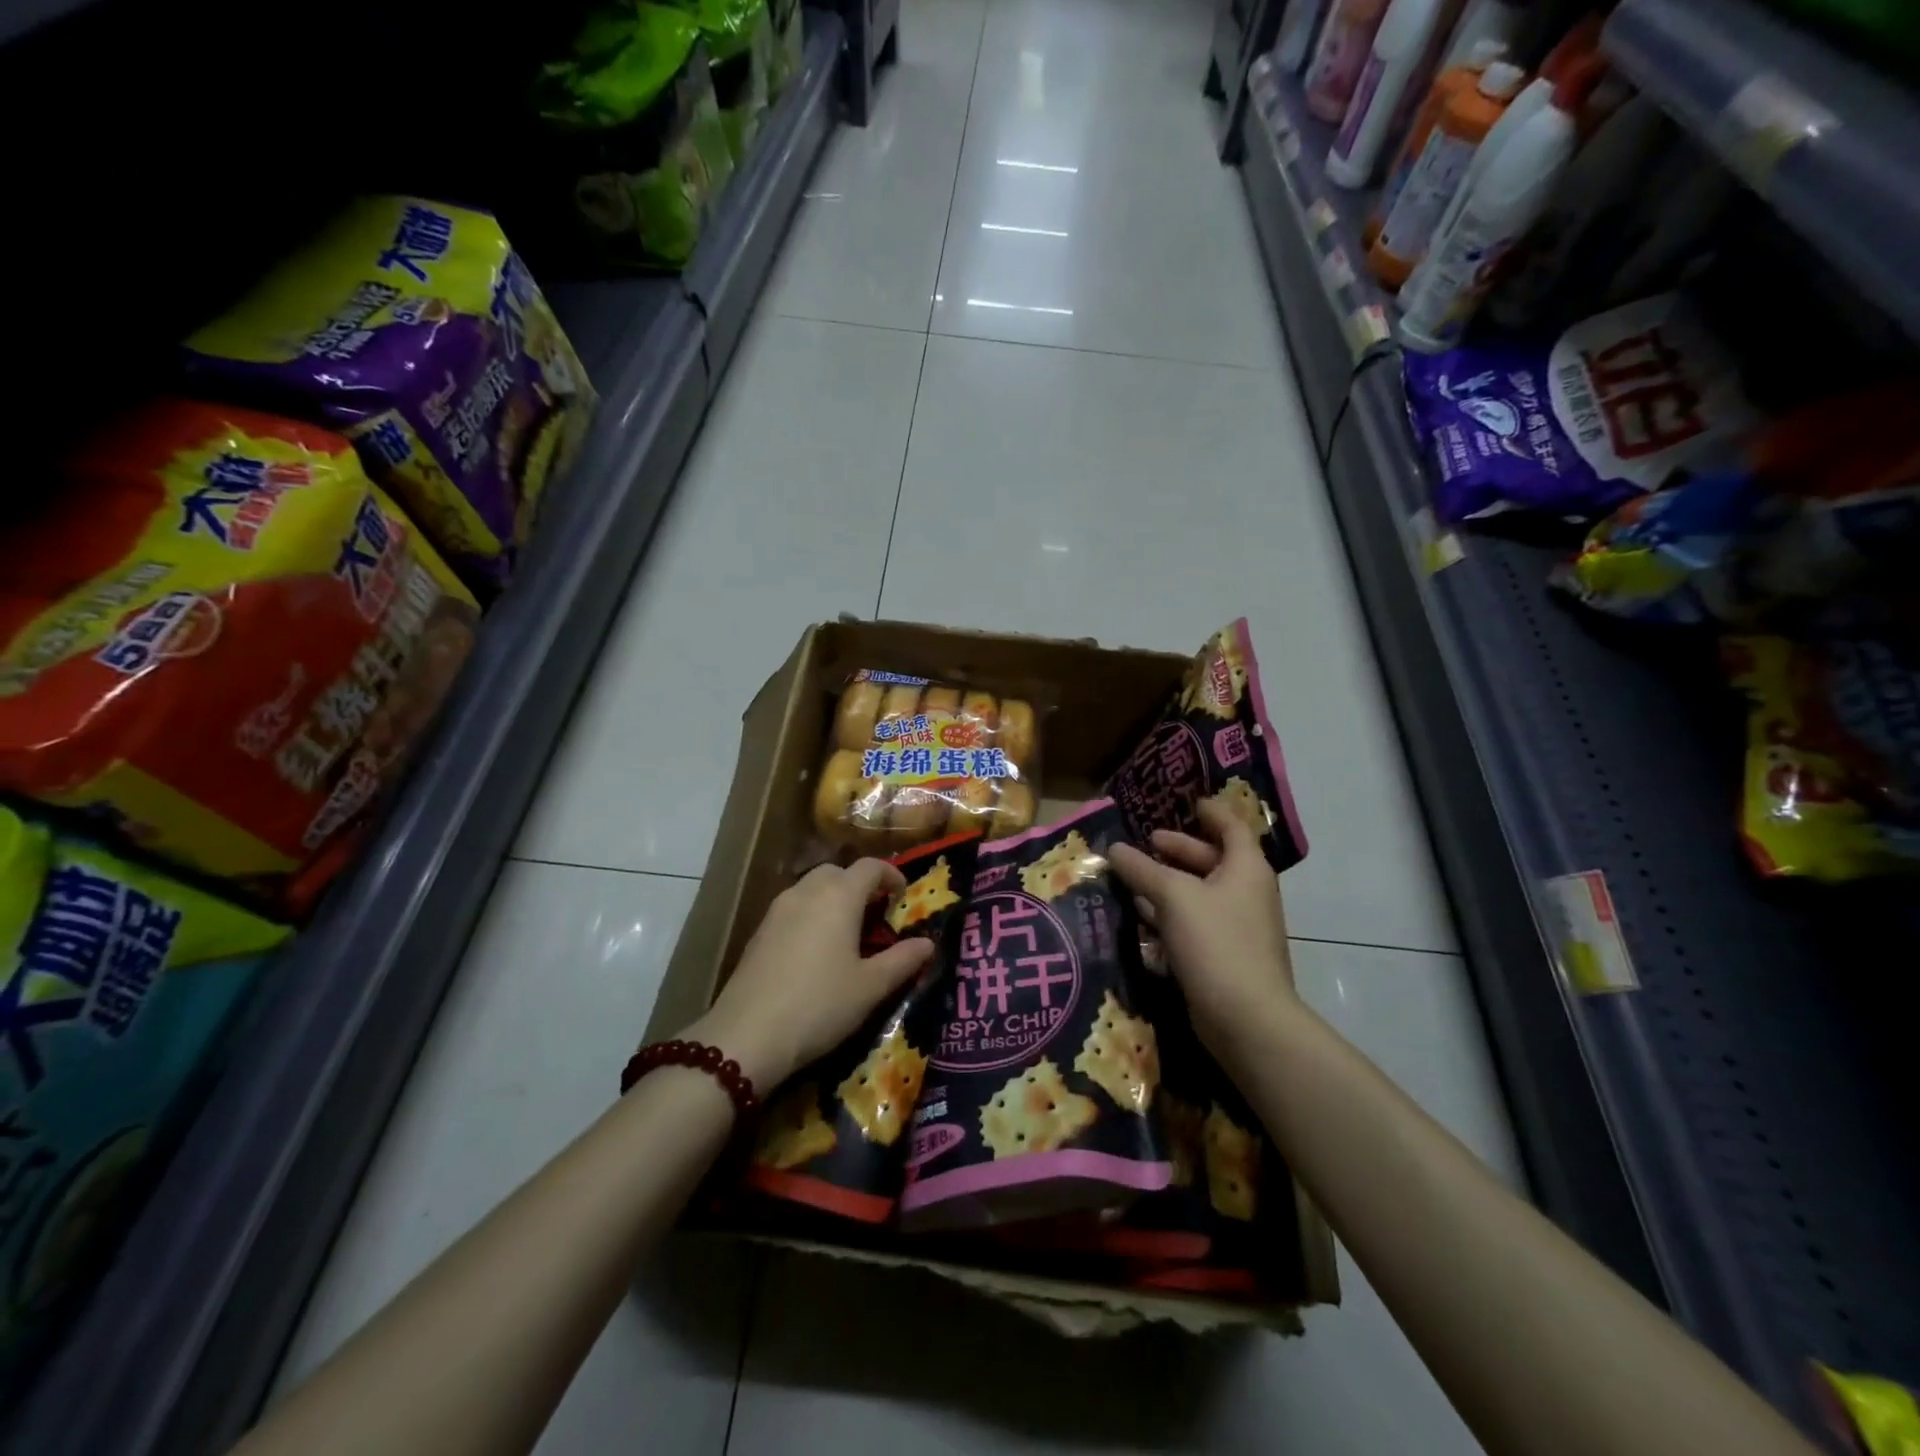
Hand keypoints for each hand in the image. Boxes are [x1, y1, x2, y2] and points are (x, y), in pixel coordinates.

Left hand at [689, 860, 934, 1090]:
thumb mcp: (870, 987)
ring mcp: (777, 910)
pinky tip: (815, 950)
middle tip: (876, 913)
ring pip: (811, 887)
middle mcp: (807, 892)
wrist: (747, 1035)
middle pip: (837, 871)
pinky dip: (811, 914)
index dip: (891, 875)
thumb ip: (902, 960)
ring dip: (833, 898)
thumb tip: (928, 943)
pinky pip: (793, 908)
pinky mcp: (759, 932)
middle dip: (859, 885)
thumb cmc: (820, 1005)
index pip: (870, 867)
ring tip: (847, 932)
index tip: (903, 895)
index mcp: (839, 896)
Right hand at [1108, 798, 1295, 1070]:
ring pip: (1198, 895)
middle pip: (1211, 860)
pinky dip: (1168, 916)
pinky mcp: (1221, 957)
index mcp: (1245, 868)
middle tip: (1145, 843)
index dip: (1210, 812)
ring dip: (1167, 885)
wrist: (1246, 1018)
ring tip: (1131, 878)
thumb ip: (1142, 869)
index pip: (1231, 827)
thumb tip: (1115, 848)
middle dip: (1177, 850)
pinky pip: (1192, 925)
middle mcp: (1245, 893)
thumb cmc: (1216, 942)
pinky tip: (1139, 918)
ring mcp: (1235, 927)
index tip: (1188, 802)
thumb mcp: (1173, 896)